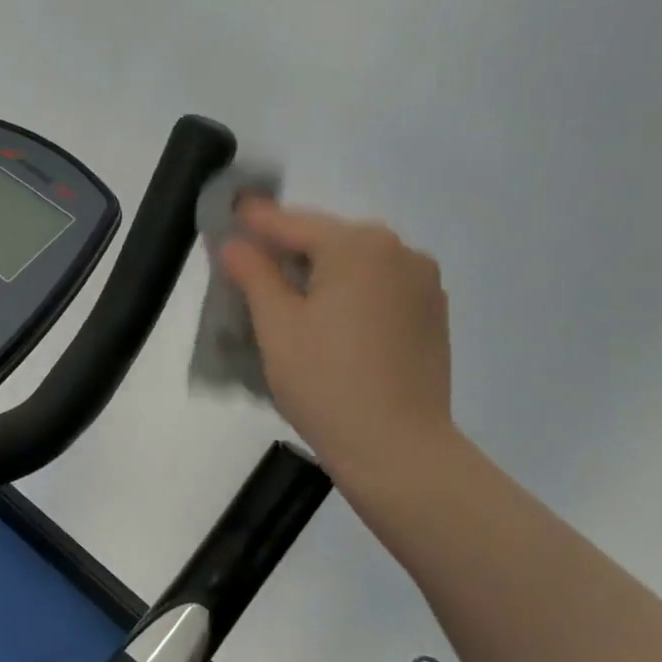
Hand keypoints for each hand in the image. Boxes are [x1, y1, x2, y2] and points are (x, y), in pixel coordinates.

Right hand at [219, 199, 455, 481]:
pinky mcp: (432, 315)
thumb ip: (253, 273)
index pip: (292, 224)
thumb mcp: (276, 325)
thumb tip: (236, 243)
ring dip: (320, 272)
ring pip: (355, 265)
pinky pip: (379, 288)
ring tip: (286, 298)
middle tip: (249, 266)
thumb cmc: (326, 383)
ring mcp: (423, 283)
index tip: (228, 211)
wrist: (398, 449)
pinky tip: (328, 321)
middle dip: (287, 250)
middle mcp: (399, 251)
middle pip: (327, 240)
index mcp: (358, 246)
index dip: (254, 222)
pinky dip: (349, 293)